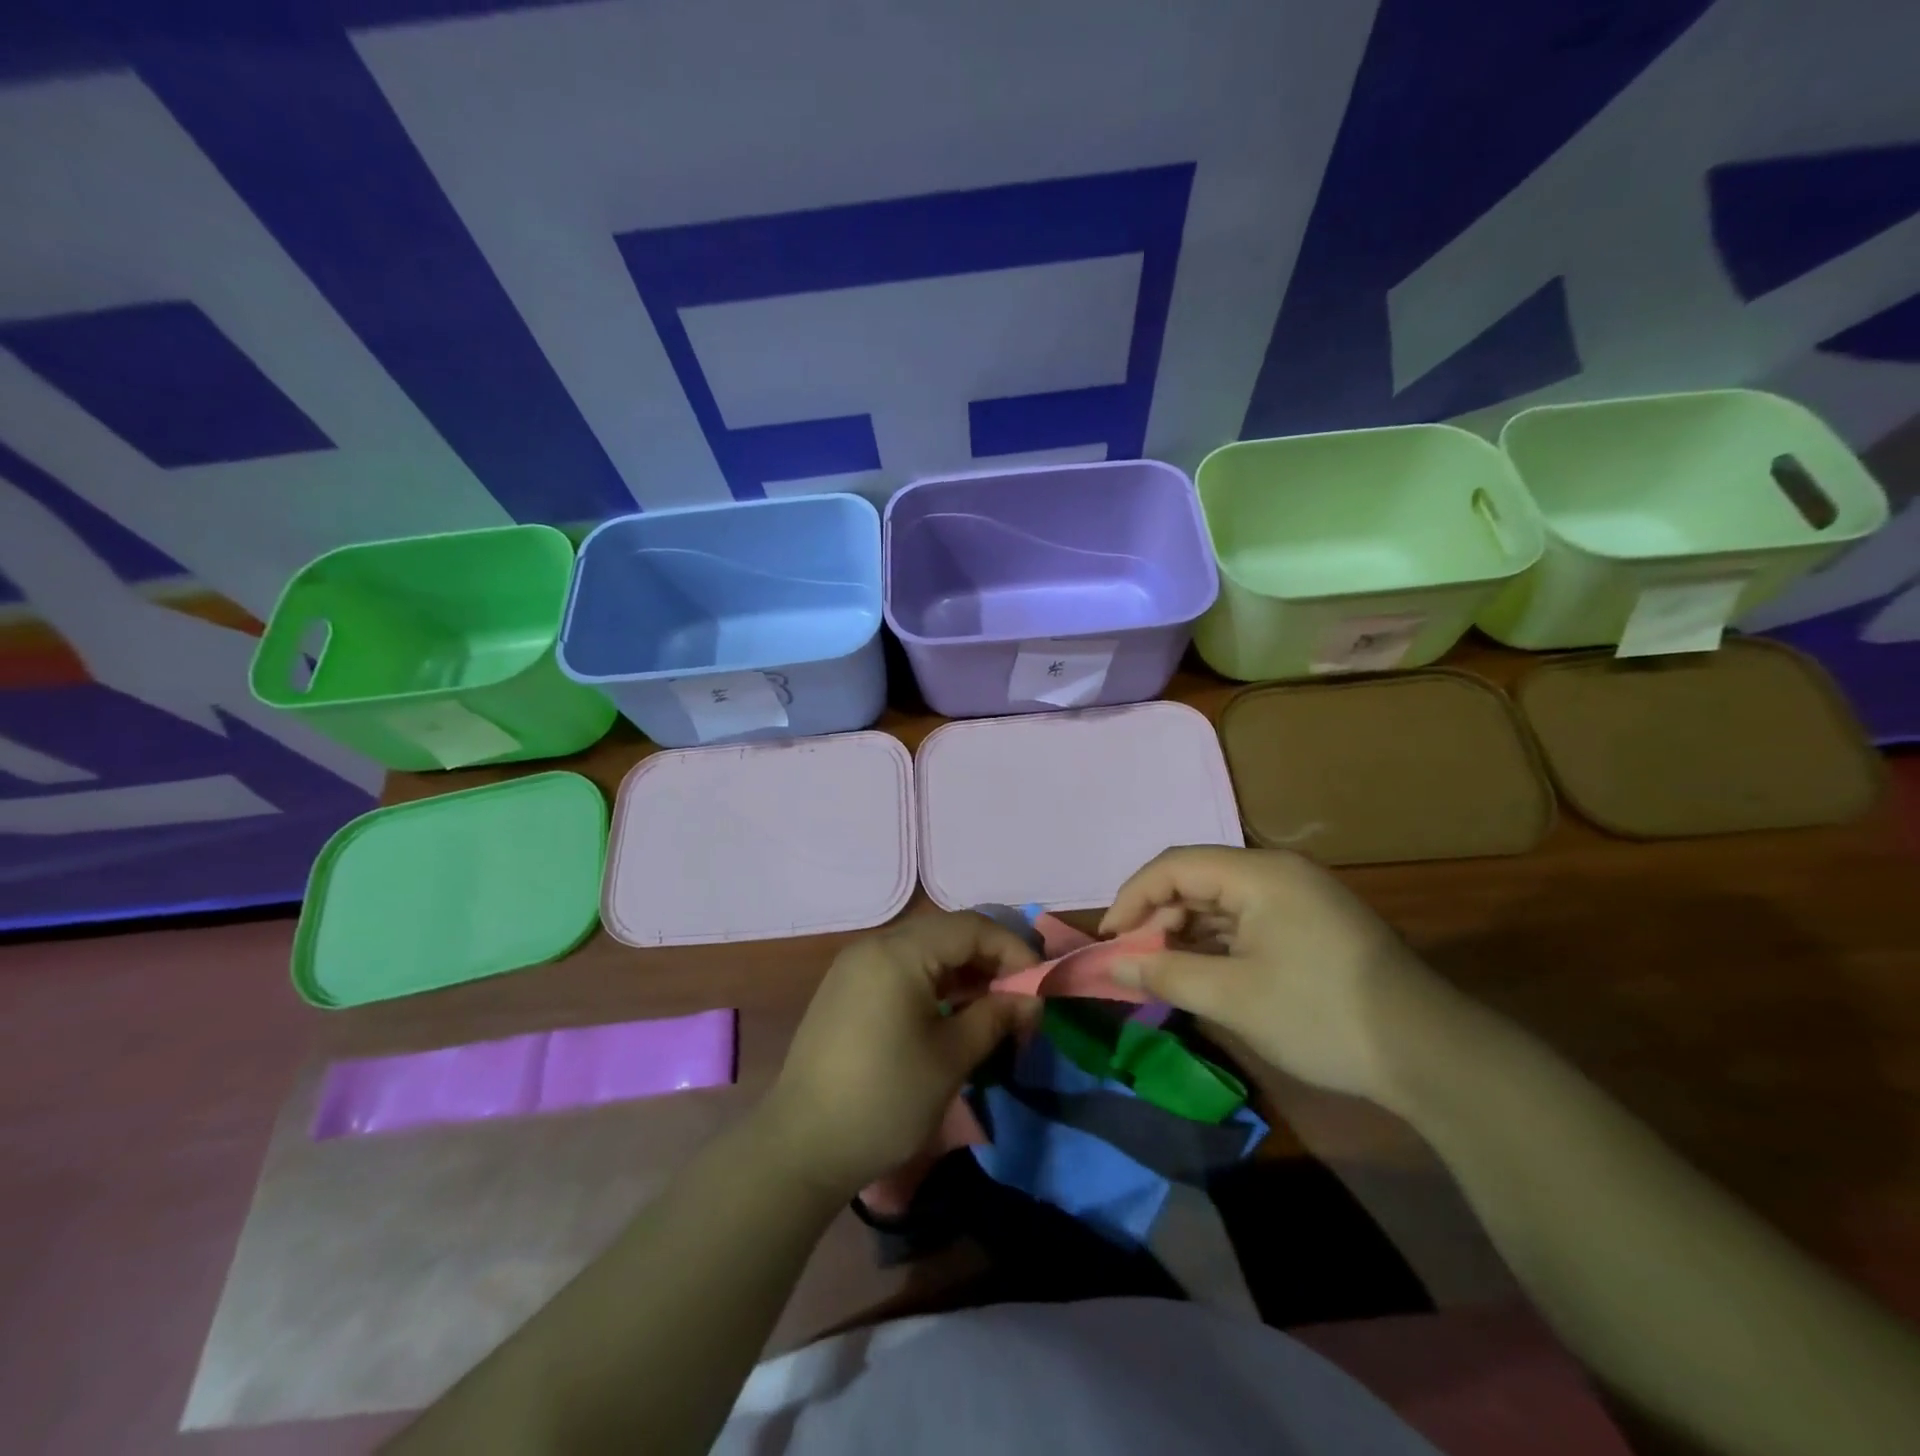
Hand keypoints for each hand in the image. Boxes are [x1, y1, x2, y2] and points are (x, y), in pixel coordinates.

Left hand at [764, 912, 1041, 1199]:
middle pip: (947, 933)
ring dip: (964, 973)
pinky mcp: (846, 990)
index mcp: (899, 952)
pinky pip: (902, 969)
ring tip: (993, 1009)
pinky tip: (953, 1013)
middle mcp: (875, 946)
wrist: (801, 1147)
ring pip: (925, 951)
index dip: (1013, 951)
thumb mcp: (951, 1058)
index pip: (971, 927)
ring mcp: (855, 966)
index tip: (1041, 987)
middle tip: (1020, 999)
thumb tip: (1031, 1000)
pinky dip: (935, 983)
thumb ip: (996, 1017)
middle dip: (991, 960)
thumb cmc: (885, 1099)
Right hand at [1100, 846, 1457, 1104]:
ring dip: (1186, 931)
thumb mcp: (1233, 997)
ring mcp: (1299, 896)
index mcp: (1259, 873)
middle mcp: (1278, 872)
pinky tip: (1204, 971)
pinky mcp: (1311, 923)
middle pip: (1197, 879)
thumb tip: (1112, 965)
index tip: (1108, 939)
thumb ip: (1164, 974)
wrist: (1430, 1055)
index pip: (1174, 866)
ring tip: (1164, 970)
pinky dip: (1217, 942)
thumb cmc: (1321, 1015)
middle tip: (1136, 961)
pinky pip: (1247, 919)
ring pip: (1220, 900)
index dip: (1132, 898)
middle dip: (1158, 917)